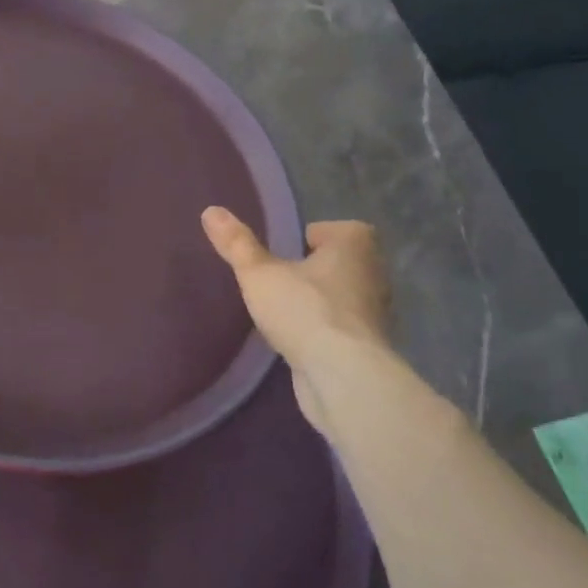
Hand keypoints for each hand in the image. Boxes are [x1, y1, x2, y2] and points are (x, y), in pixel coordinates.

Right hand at [201, 210, 395, 429]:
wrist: (343, 376)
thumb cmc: (304, 310)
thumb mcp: (258, 273)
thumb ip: (236, 243)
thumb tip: (211, 211)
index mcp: (354, 246)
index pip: (337, 229)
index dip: (313, 237)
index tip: (287, 252)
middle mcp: (374, 273)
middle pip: (342, 262)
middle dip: (315, 269)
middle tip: (281, 279)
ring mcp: (376, 312)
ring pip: (345, 296)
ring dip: (321, 301)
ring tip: (286, 310)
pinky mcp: (370, 346)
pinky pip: (344, 327)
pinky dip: (326, 330)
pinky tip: (301, 340)